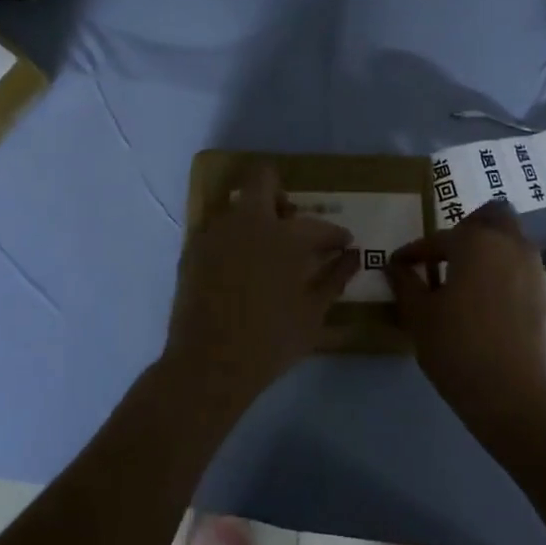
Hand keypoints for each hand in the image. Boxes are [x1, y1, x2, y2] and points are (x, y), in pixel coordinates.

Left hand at [163, 161, 359, 406]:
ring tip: (267, 249)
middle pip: (262, 180)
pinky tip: (241, 267)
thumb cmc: (271, 341)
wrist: (209, 364)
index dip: (335, 233)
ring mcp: (215, 234)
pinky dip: (234, 239)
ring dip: (256, 217)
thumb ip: (335, 278)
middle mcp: (247, 222)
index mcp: (283, 236)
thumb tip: (353, 256)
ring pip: (238, 206)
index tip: (343, 243)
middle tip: (292, 221)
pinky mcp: (193, 251)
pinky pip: (218, 230)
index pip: (317, 225)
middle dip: (280, 193)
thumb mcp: (313, 313)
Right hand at [388, 202, 545, 421]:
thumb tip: (396, 267)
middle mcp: (511, 246)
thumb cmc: (457, 347)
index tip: (400, 265)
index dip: (415, 252)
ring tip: (468, 282)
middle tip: (447, 256)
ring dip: (491, 252)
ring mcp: (536, 270)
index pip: (438, 239)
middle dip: (469, 229)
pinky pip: (524, 271)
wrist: (512, 394)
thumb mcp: (419, 315)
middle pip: (494, 217)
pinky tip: (490, 305)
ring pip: (513, 243)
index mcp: (476, 243)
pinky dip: (506, 276)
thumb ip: (406, 284)